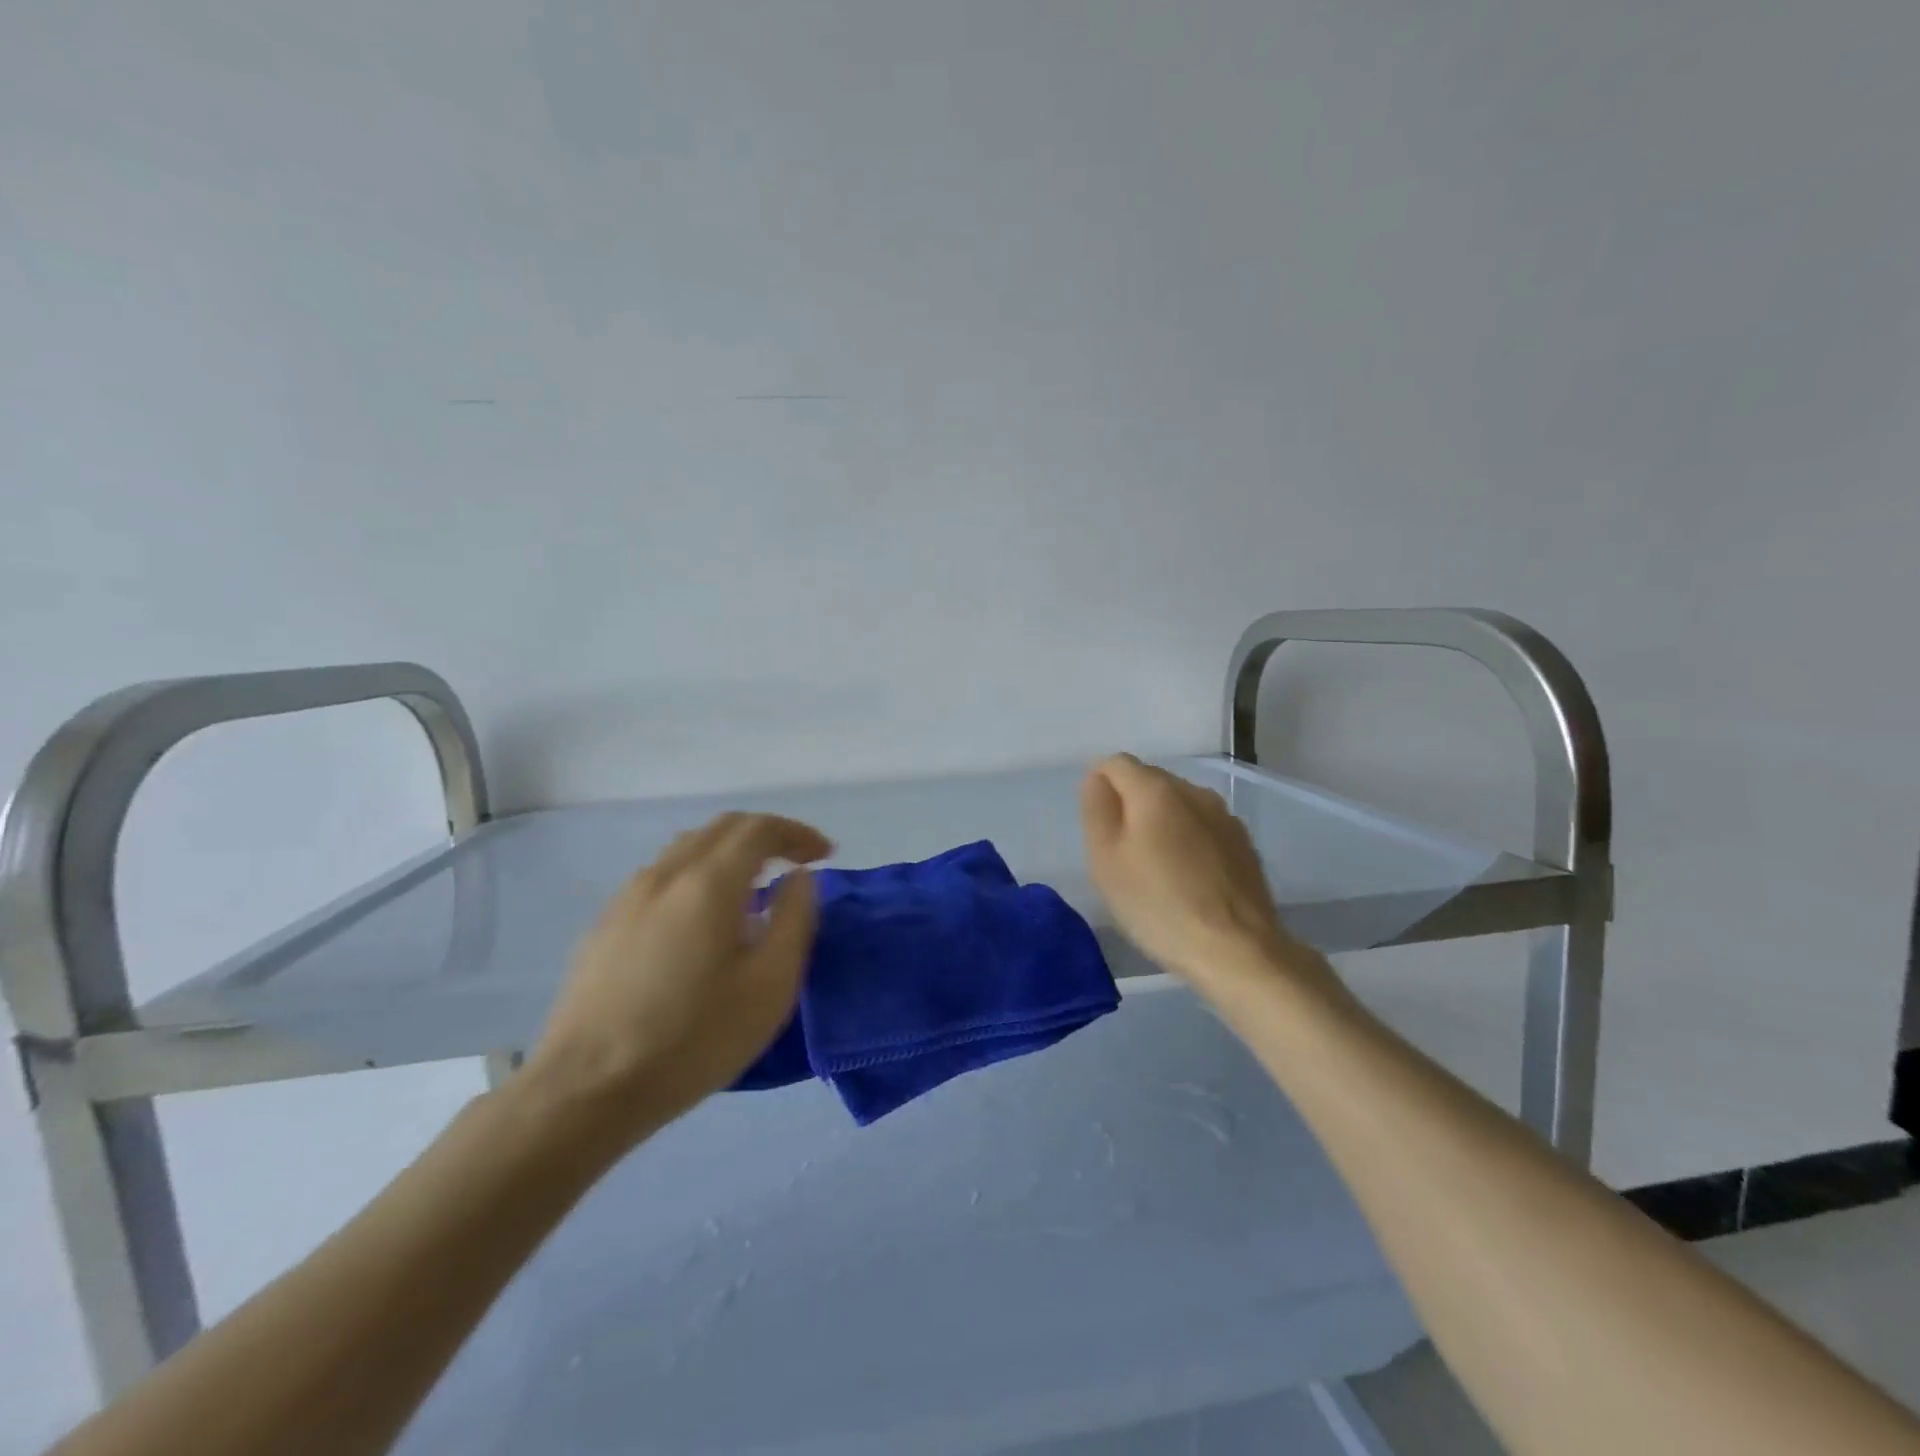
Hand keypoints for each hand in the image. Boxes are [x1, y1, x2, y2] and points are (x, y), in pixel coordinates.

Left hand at [521, 812, 832, 1144]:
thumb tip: (800, 878)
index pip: (759, 829)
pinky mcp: (606, 924)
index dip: (797, 833)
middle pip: (722, 828)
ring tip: (754, 886)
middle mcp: (666, 874)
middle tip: (797, 860)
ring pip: (688, 848)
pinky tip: (703, 918)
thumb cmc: (693, 1039)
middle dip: (767, 835)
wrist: (586, 1090)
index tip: (824, 854)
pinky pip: (663, 876)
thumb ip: (794, 920)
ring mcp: (628, 896)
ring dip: (730, 852)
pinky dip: (698, 874)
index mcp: (709, 882)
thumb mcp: (770, 986)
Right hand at [1080, 754, 1331, 997]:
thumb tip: (1097, 779)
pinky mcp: (1244, 844)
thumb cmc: (1159, 905)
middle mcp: (1194, 791)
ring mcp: (1225, 816)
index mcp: (1156, 789)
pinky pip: (1203, 828)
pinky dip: (1188, 842)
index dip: (1099, 788)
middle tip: (1121, 855)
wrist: (1238, 950)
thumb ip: (1097, 810)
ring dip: (1161, 824)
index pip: (1115, 763)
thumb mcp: (1106, 860)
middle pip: (1149, 781)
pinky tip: (1188, 881)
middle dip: (1130, 806)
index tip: (1098, 829)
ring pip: (1179, 805)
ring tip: (1156, 870)